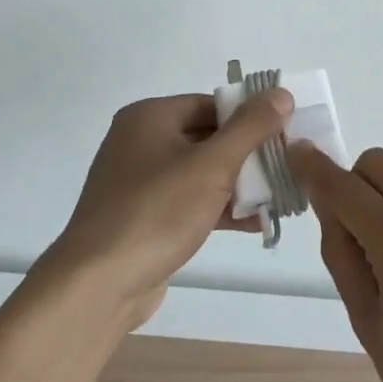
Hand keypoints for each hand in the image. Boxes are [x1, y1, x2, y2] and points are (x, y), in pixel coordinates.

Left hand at [46, 90, 293, 327]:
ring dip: (238, 185)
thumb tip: (281, 93)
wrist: (96, 288)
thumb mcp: (212, 165)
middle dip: (248, 154)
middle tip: (286, 166)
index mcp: (150, 117)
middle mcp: (140, 142)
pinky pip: (189, 202)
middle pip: (207, 137)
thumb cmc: (156, 212)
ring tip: (279, 198)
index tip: (284, 133)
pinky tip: (256, 224)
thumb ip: (250, 127)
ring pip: (200, 173)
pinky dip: (219, 208)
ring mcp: (139, 183)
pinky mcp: (143, 218)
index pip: (211, 104)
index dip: (249, 116)